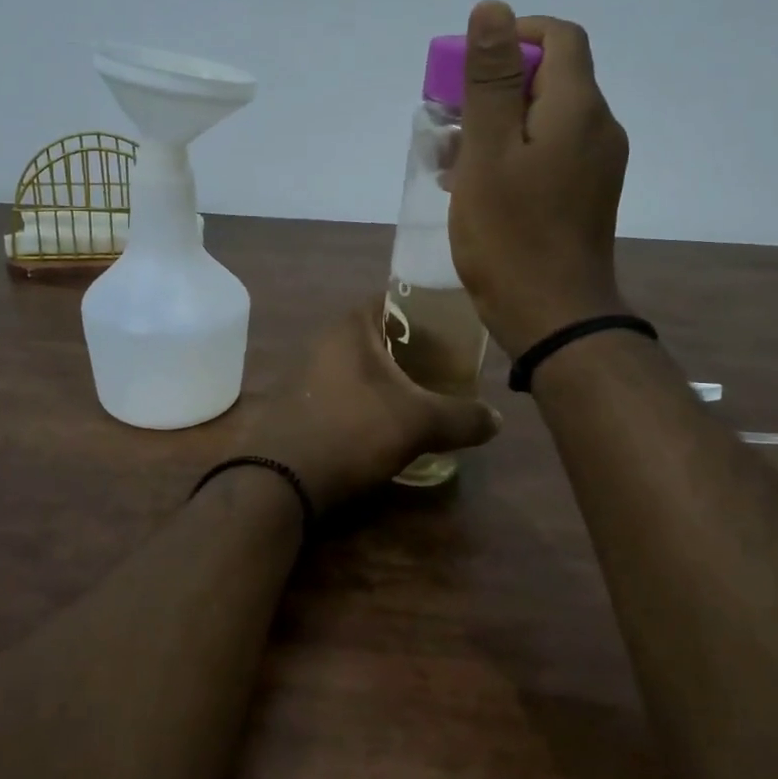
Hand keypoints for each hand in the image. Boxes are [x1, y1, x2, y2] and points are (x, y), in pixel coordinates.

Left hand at [241, 302, 501, 511]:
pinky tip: (386, 422)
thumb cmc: (352, 431)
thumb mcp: (418, 423)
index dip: (428, 311)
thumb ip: (462, 417)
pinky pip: (344, 390)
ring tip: (425, 396)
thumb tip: (497, 420)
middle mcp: (325, 339)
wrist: (280, 479)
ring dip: (389, 378)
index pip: (396, 299)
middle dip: (413, 349)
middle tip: (449, 368)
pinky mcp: (299, 402)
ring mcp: (307, 371)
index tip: (456, 331)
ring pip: (361, 365)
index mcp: (351, 326)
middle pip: (380, 334)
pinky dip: (367, 399)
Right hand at [448, 1, 631, 355]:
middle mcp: (599, 127)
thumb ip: (491, 79)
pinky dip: (513, 154)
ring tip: (452, 160)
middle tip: (449, 122)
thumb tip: (493, 9)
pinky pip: (550, 153)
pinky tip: (477, 185)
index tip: (467, 66)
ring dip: (498, 124)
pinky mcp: (587, 195)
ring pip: (546, 120)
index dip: (514, 36)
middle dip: (496, 87)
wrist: (553, 316)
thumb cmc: (511, 234)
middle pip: (551, 78)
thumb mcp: (488, 151)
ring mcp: (597, 165)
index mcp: (578, 108)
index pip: (559, 37)